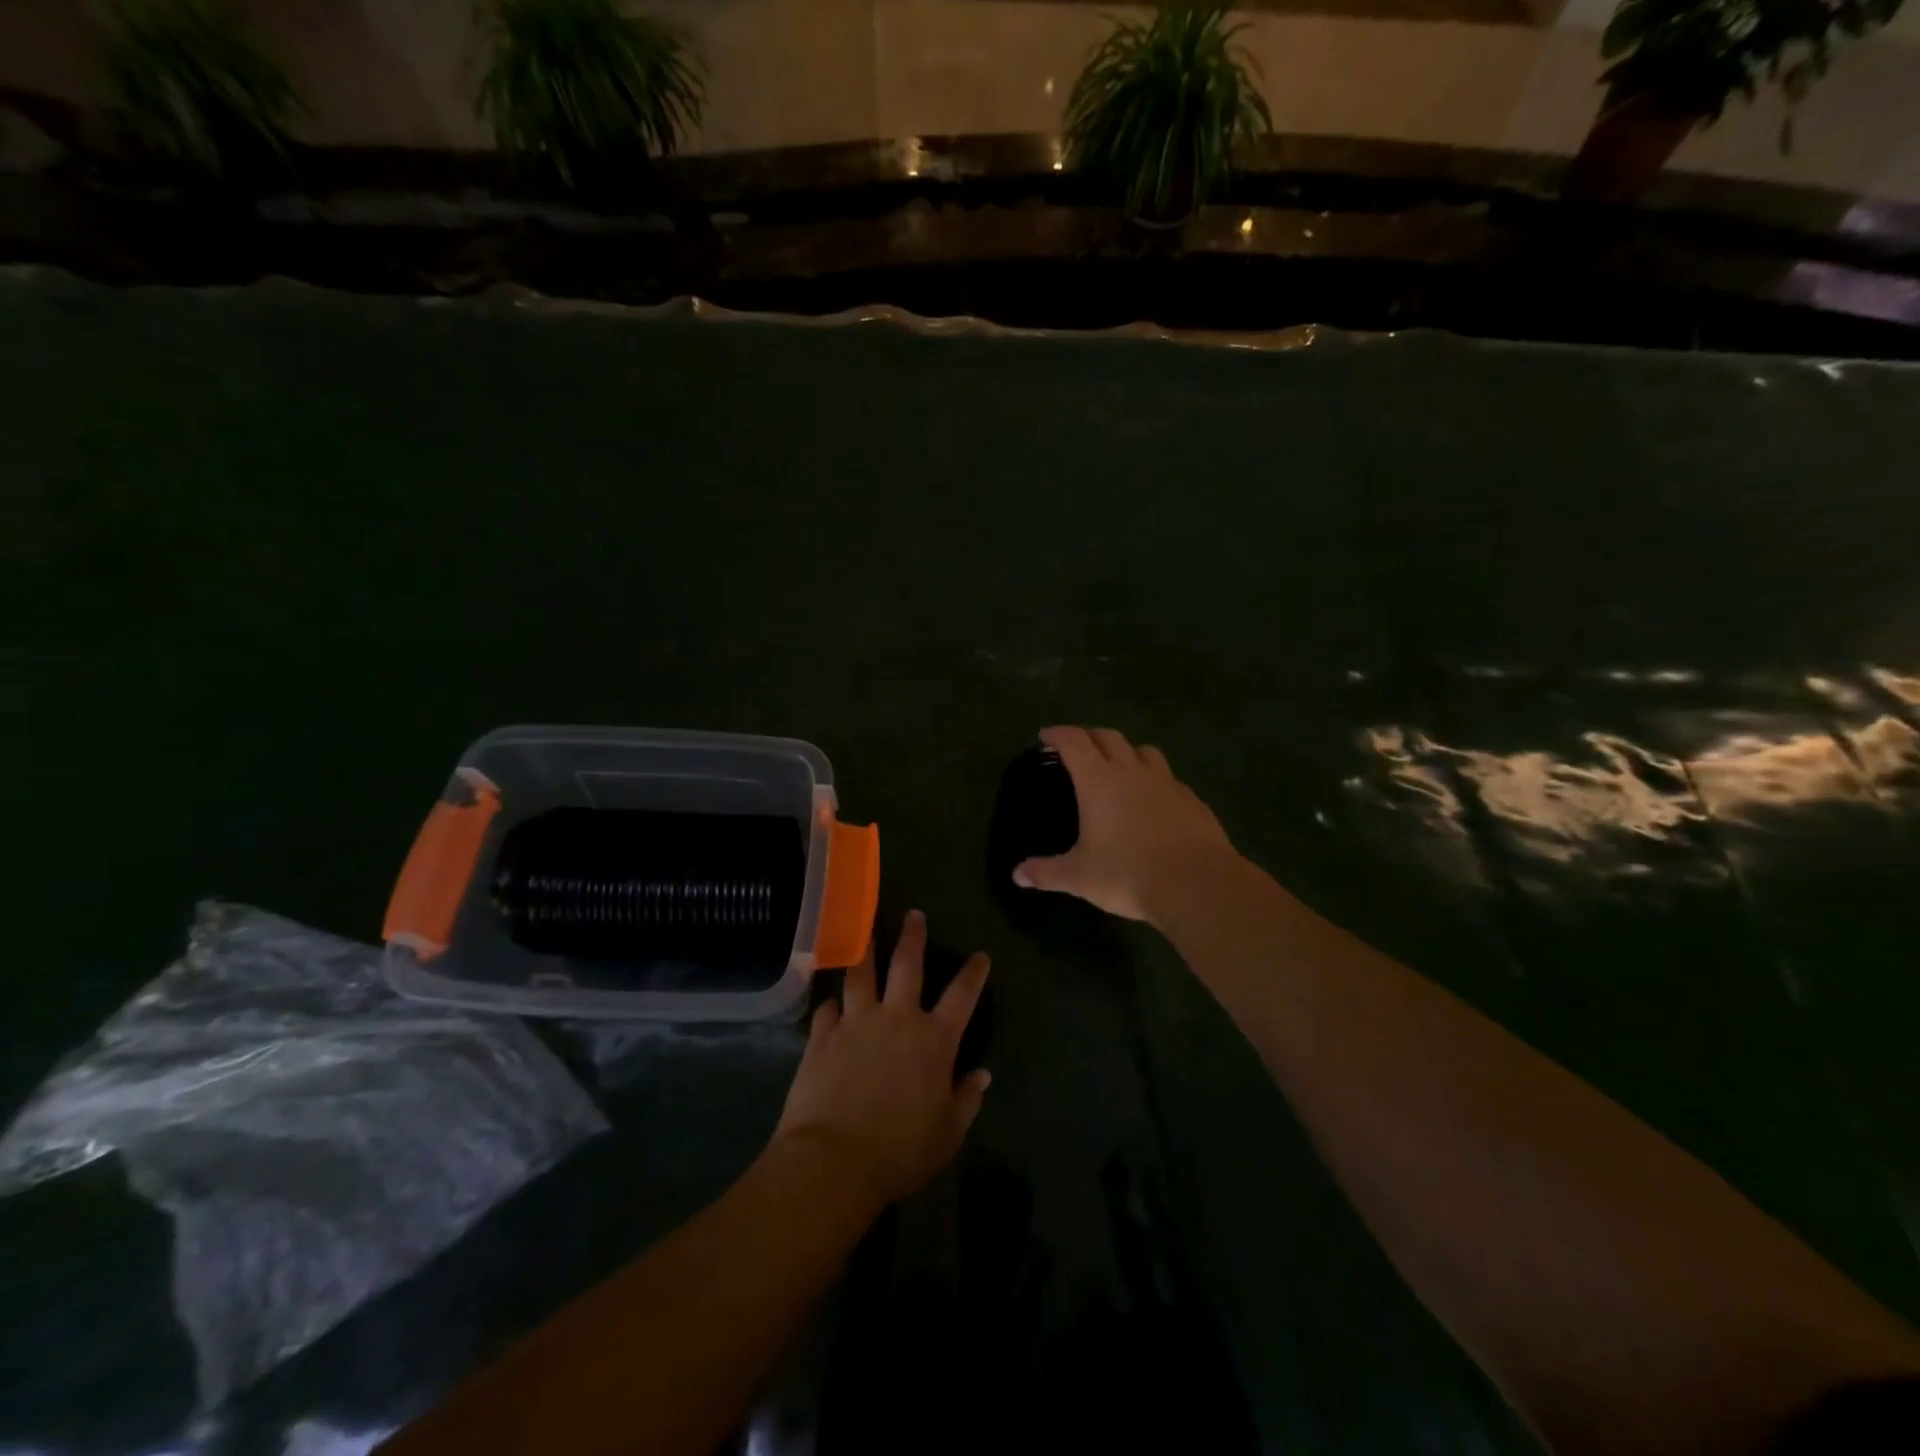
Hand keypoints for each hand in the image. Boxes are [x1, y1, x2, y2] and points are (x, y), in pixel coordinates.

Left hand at [774, 910, 990, 1209]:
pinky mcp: (822, 1036)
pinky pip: (827, 1009)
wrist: (833, 1161)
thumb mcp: (947, 1134)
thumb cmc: (900, 1151)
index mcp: (934, 1040)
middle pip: (907, 965)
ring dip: (865, 950)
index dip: (974, 974)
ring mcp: (856, 1022)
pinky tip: (830, 1002)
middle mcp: (897, 1018)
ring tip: (863, 932)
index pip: (962, 996)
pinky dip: (831, 1004)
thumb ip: (966, 1100)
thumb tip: (982, 1075)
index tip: (981, 956)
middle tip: (914, 914)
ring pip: (861, 974)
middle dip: (913, 937)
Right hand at [1012, 725, 1235, 924]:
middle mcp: (1132, 772)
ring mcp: (1167, 783)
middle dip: (1089, 736)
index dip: (1057, 734)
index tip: (1045, 736)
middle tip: (1077, 747)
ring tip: (1118, 766)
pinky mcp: (1192, 800)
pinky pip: (1169, 779)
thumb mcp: (1079, 877)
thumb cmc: (1128, 874)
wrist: (1197, 884)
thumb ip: (1046, 872)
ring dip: (1126, 751)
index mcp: (1098, 781)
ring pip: (1144, 751)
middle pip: (1108, 737)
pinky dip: (1154, 780)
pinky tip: (1154, 801)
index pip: (1074, 742)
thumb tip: (1018, 875)